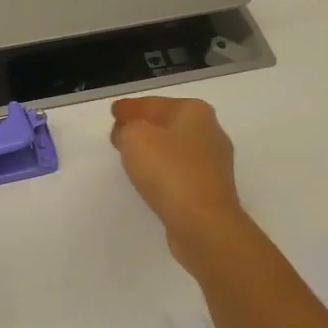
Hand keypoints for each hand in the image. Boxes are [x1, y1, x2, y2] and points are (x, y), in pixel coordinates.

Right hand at [109, 97, 248, 264]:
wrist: (203, 223)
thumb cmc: (169, 171)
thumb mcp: (135, 137)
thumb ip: (127, 127)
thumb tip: (129, 132)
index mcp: (195, 111)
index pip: (154, 103)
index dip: (130, 107)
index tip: (114, 113)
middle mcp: (210, 132)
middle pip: (167, 123)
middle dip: (143, 127)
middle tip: (119, 135)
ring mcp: (213, 163)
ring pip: (174, 149)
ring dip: (153, 150)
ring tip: (130, 157)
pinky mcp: (210, 190)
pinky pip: (179, 172)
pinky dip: (163, 171)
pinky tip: (150, 180)